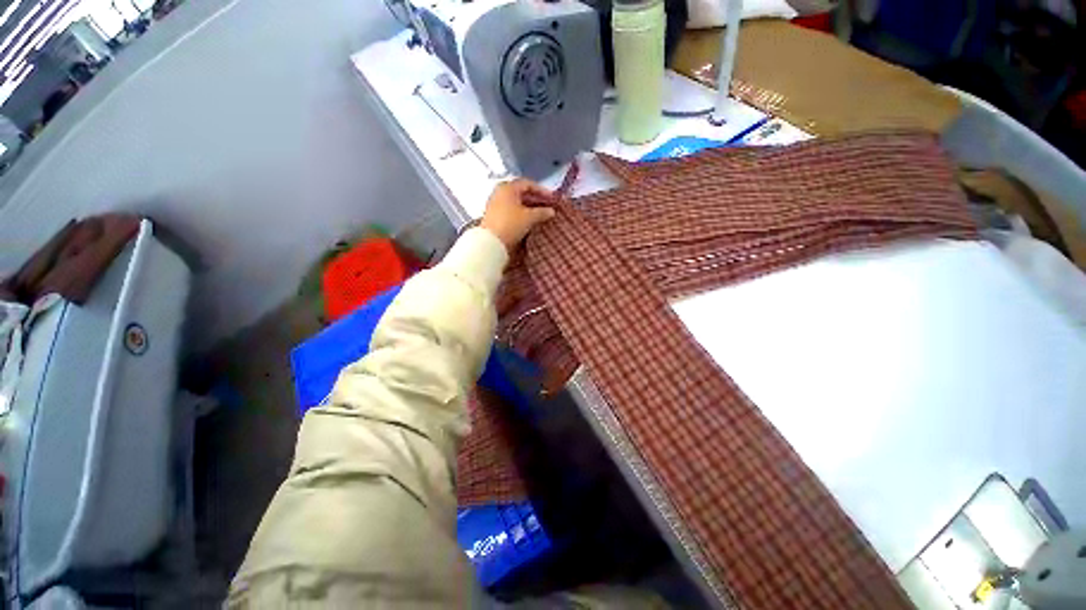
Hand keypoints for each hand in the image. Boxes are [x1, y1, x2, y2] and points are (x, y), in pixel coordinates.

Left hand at [480, 179, 554, 250]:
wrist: (491, 242)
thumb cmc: (510, 224)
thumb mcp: (530, 217)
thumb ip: (542, 212)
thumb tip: (551, 211)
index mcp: (508, 187)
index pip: (528, 184)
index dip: (541, 190)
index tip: (551, 198)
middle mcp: (499, 192)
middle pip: (521, 192)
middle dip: (535, 199)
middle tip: (546, 206)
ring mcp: (495, 204)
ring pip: (515, 202)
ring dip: (528, 207)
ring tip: (539, 214)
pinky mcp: (493, 216)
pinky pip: (510, 210)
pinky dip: (520, 213)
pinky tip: (527, 221)